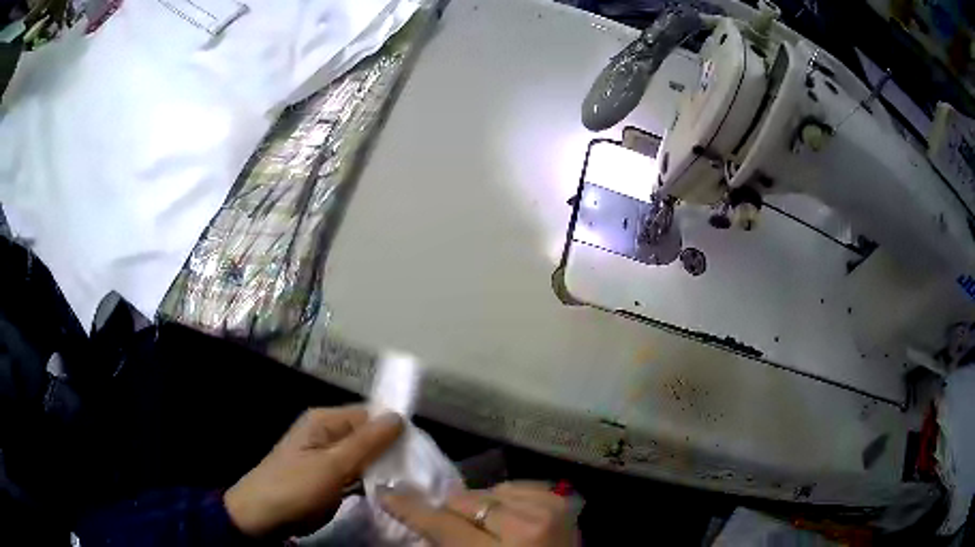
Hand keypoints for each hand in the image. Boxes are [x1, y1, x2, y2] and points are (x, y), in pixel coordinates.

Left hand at [224, 405, 402, 537]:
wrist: (264, 516)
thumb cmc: (296, 487)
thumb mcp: (333, 465)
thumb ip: (367, 442)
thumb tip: (399, 416)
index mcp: (325, 421)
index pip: (369, 415)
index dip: (394, 429)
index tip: (420, 450)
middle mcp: (328, 434)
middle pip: (368, 436)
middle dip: (392, 451)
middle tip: (418, 470)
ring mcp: (328, 458)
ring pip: (365, 457)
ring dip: (384, 467)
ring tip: (412, 481)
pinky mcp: (329, 478)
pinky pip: (357, 474)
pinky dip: (372, 480)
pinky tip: (390, 490)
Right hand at [380, 481, 580, 545]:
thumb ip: (444, 544)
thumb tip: (419, 517)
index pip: (442, 523)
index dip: (411, 508)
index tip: (387, 493)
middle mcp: (526, 525)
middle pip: (464, 501)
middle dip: (450, 511)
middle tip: (451, 524)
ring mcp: (549, 509)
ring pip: (489, 490)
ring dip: (481, 506)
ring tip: (487, 525)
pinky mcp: (561, 502)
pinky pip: (517, 487)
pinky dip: (506, 500)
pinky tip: (509, 517)